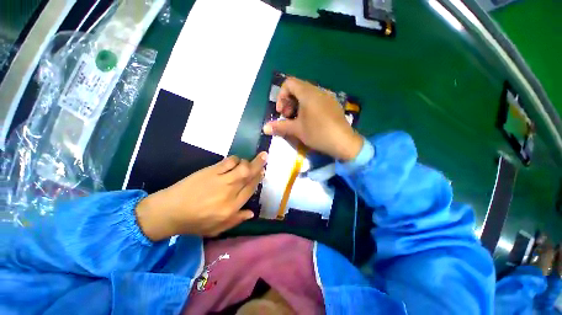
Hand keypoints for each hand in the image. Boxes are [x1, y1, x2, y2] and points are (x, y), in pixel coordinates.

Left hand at [136, 153, 266, 240]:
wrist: (170, 211)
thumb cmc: (194, 222)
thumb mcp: (217, 229)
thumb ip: (236, 220)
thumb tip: (252, 213)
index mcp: (232, 207)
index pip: (251, 189)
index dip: (258, 179)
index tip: (262, 172)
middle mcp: (230, 192)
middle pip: (250, 175)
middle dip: (259, 165)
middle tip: (264, 155)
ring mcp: (221, 180)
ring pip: (242, 167)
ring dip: (247, 161)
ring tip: (247, 161)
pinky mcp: (211, 171)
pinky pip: (228, 161)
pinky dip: (235, 159)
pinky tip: (235, 160)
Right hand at [263, 77, 362, 160]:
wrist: (343, 142)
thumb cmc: (318, 133)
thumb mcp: (297, 130)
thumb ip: (280, 127)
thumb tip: (264, 128)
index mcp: (308, 93)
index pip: (289, 83)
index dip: (281, 96)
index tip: (281, 112)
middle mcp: (318, 91)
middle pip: (297, 88)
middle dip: (288, 102)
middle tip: (288, 117)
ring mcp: (327, 97)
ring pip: (307, 95)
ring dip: (298, 105)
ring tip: (297, 120)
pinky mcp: (332, 104)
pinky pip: (316, 100)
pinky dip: (308, 107)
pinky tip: (309, 120)